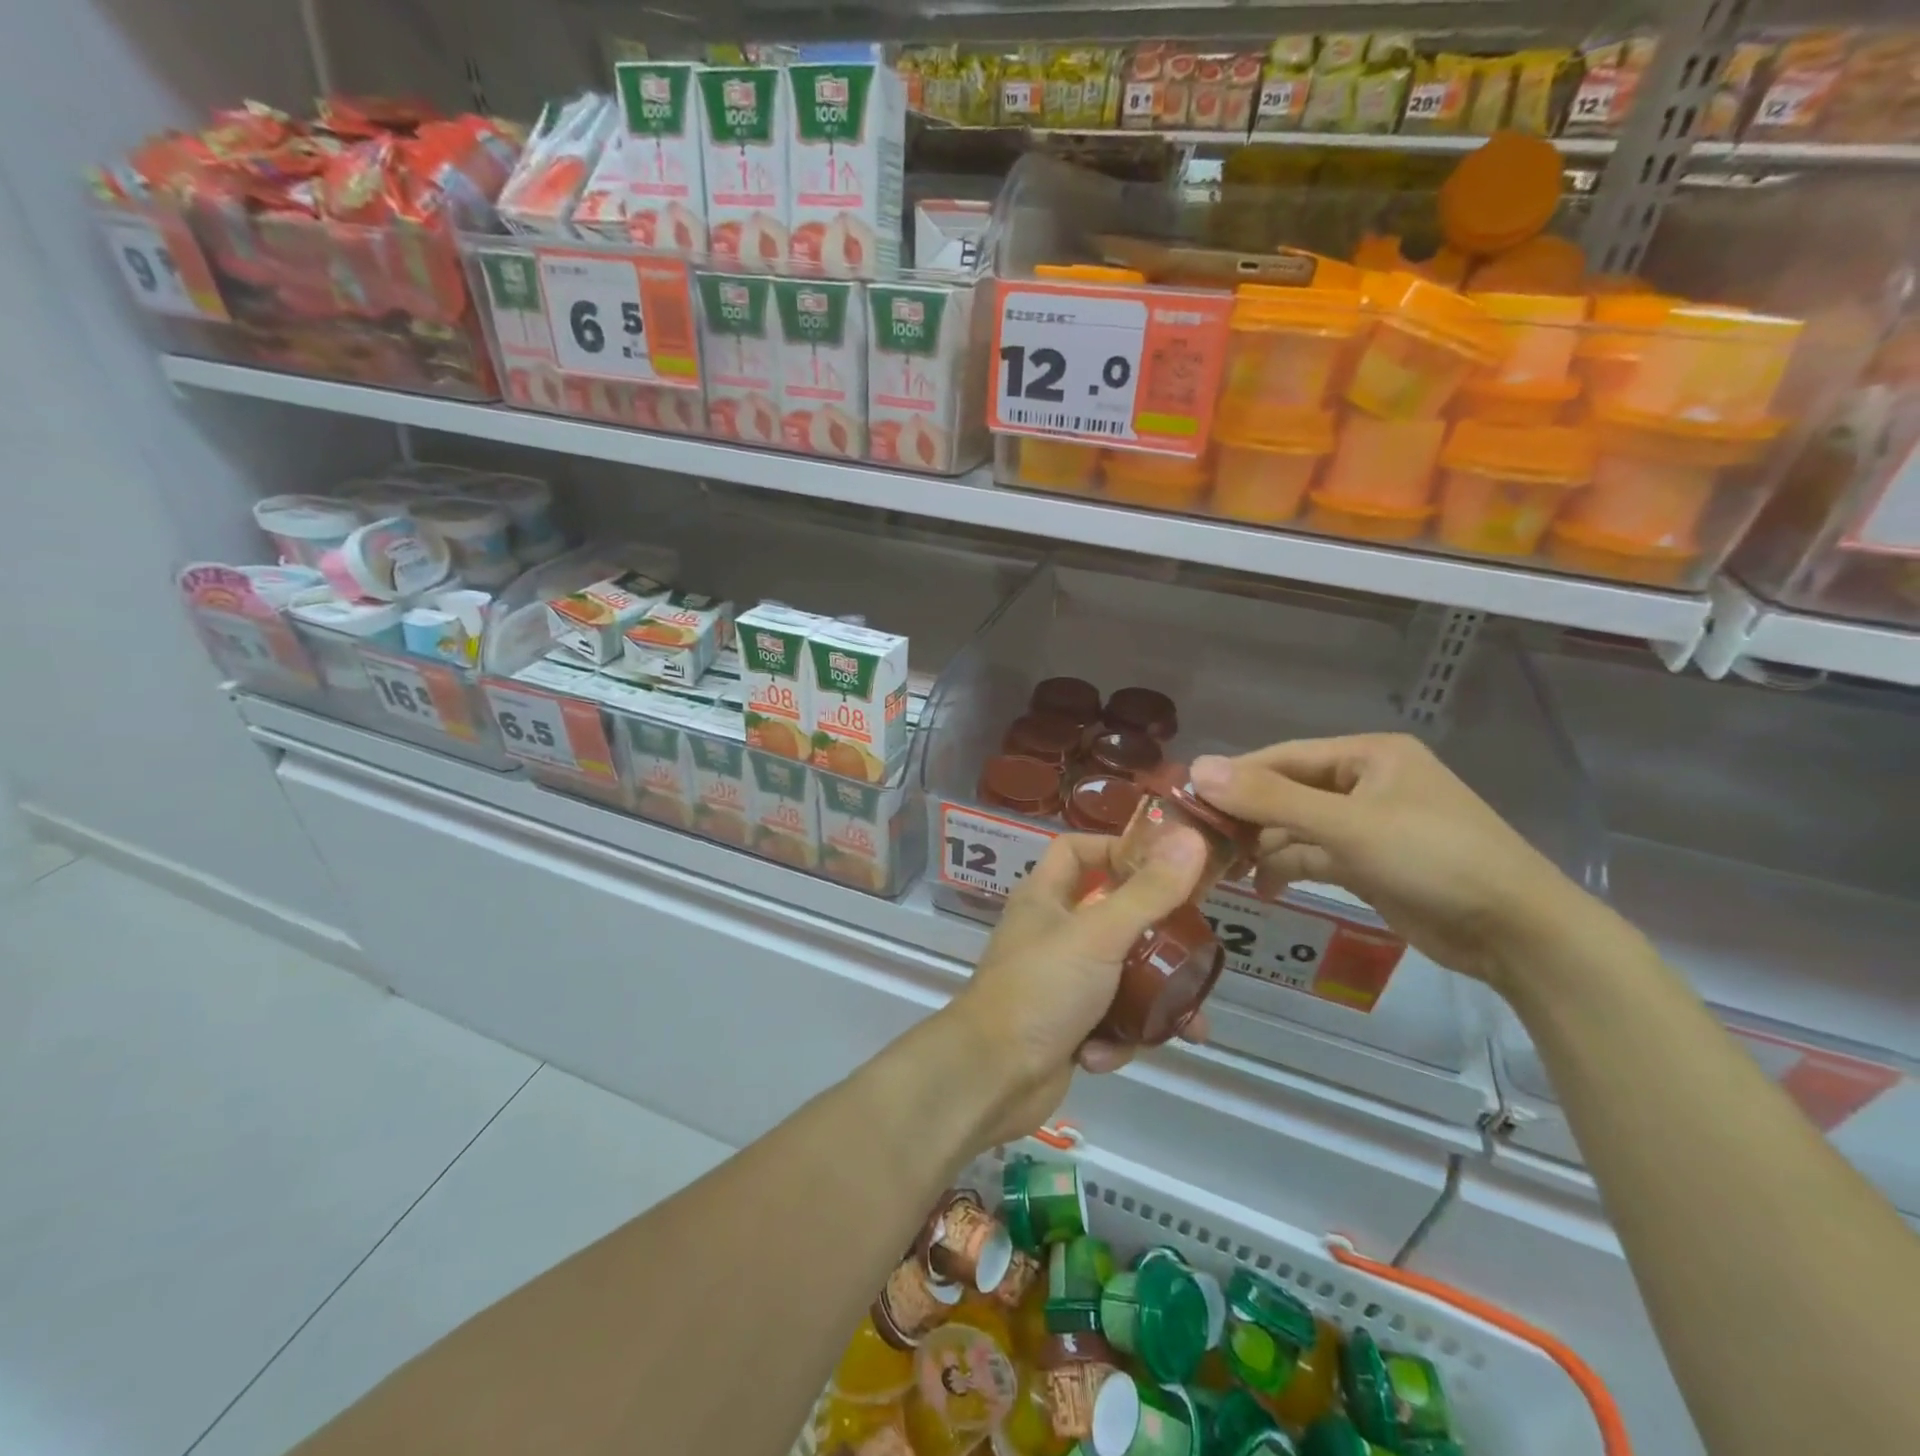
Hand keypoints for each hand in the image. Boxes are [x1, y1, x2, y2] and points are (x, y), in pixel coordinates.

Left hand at [950, 827, 1209, 1148]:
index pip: (1078, 850)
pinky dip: (1114, 1039)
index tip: (1165, 868)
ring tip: (1189, 1025)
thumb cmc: (1041, 989)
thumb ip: (1148, 892)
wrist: (992, 1077)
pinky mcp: (1066, 1026)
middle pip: (1113, 918)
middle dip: (1156, 942)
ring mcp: (1057, 981)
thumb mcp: (1100, 935)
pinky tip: (1105, 1055)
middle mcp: (1050, 933)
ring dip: (1149, 1003)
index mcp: (1045, 897)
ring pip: (1120, 977)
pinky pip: (1107, 1021)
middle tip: (1195, 954)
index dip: (1117, 850)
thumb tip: (1191, 838)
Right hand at [1189, 735, 1595, 990]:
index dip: (1234, 777)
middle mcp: (1365, 783)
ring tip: (1223, 871)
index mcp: (1367, 755)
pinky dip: (1288, 868)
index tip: (1186, 800)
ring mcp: (1368, 825)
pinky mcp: (1370, 863)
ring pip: (1297, 827)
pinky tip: (1262, 888)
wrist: (1518, 934)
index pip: (1282, 757)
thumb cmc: (1434, 860)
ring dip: (1263, 846)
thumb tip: (1198, 768)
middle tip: (1199, 842)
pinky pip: (1315, 856)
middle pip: (1287, 792)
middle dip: (1246, 817)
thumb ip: (1271, 798)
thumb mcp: (1347, 825)